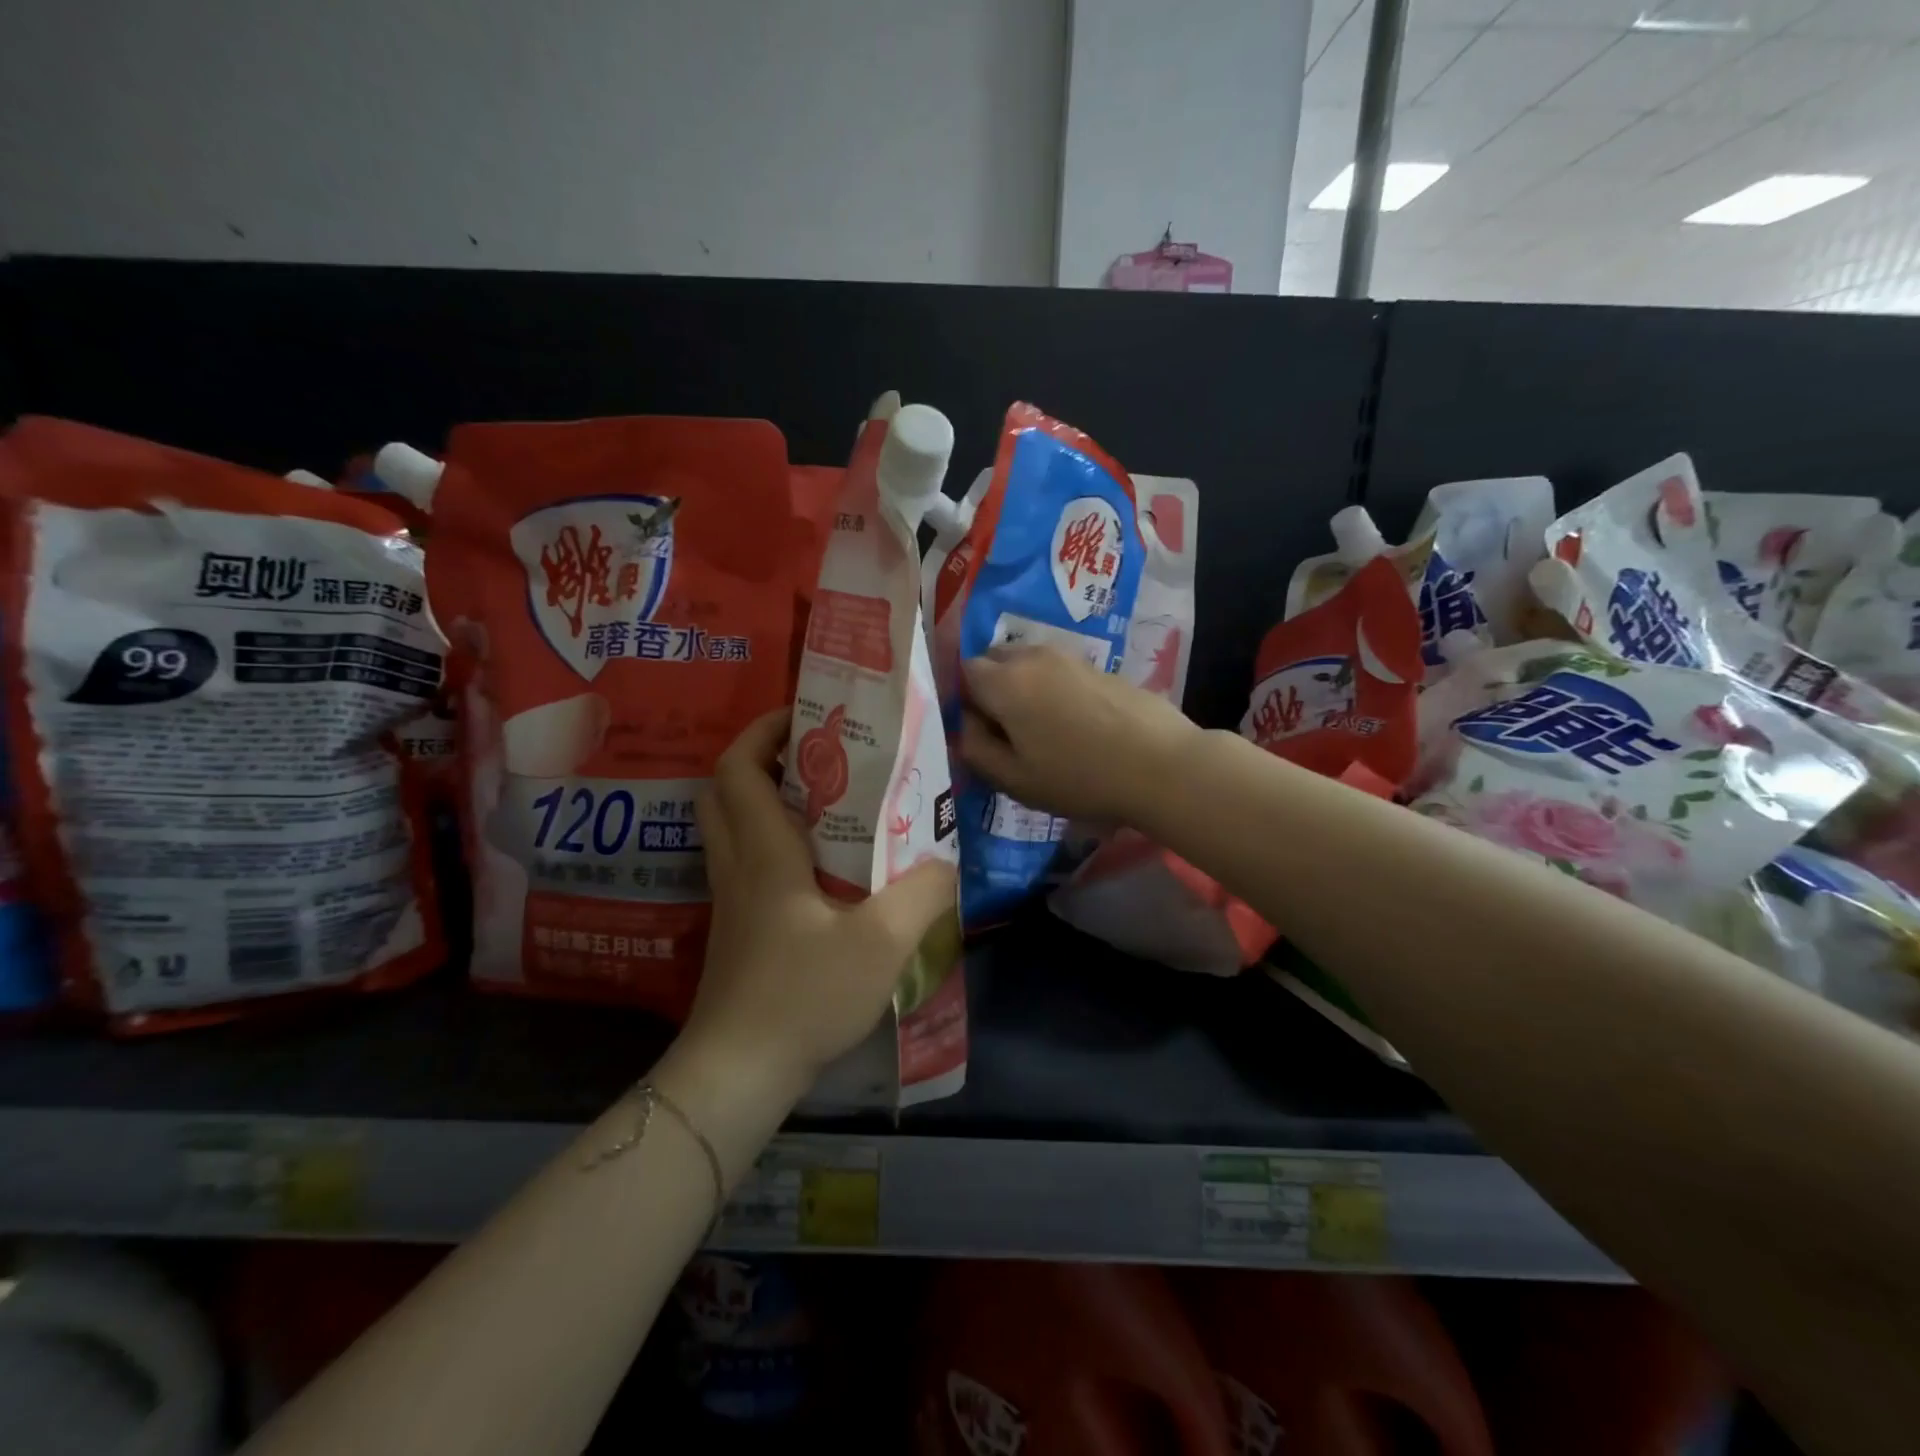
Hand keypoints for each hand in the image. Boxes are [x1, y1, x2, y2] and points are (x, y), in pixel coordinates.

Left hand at [680, 709, 956, 1100]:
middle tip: (817, 754)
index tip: (805, 715)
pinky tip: (820, 864)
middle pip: (725, 789)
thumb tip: (945, 861)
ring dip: (767, 797)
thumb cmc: (804, 994)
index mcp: (763, 852)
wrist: (740, 1072)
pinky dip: (772, 839)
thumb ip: (922, 892)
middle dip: (763, 757)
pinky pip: (746, 860)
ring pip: (732, 825)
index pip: (738, 768)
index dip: (764, 731)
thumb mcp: (881, 942)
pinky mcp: (737, 927)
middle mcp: (738, 865)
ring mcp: (731, 899)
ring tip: (826, 799)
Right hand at [960, 646, 1201, 825]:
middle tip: (1007, 731)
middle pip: (995, 659)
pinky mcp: (1099, 666)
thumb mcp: (1014, 779)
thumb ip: (975, 749)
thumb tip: (967, 724)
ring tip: (1042, 729)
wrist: (1161, 765)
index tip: (981, 732)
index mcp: (1005, 681)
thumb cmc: (1079, 778)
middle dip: (991, 687)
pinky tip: (1075, 724)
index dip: (965, 700)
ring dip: (1024, 687)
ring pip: (1028, 663)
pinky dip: (1053, 689)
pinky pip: (1058, 670)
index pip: (964, 672)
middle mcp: (1033, 657)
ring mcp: (1070, 657)